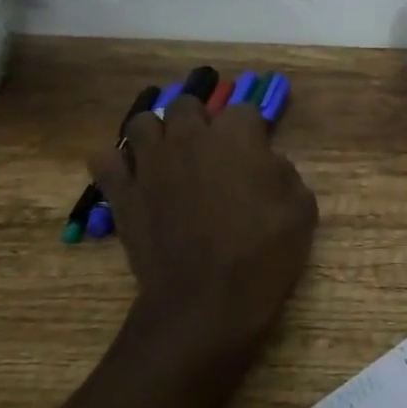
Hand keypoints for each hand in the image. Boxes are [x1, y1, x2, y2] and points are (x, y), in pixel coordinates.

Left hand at [89, 96, 316, 352]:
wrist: (208, 302)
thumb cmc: (263, 254)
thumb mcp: (301, 210)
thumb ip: (284, 173)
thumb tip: (267, 163)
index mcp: (236, 136)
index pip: (244, 109)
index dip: (252, 130)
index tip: (257, 150)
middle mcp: (189, 138)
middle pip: (187, 104)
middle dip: (200, 120)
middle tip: (211, 150)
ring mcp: (150, 163)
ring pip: (141, 123)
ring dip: (157, 134)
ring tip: (169, 157)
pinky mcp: (123, 193)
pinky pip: (105, 160)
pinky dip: (117, 164)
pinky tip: (134, 178)